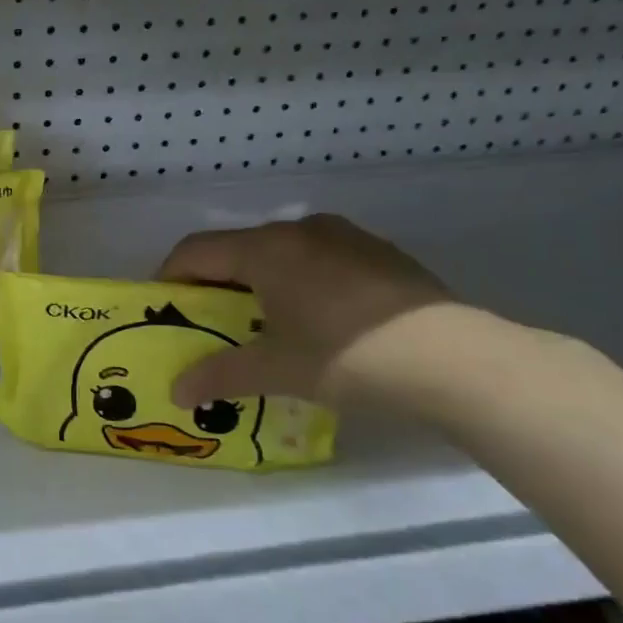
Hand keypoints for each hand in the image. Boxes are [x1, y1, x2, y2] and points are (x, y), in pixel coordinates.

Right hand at [157, 214, 449, 406]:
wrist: (457, 360)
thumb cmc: (347, 357)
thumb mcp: (275, 371)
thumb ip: (218, 376)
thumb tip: (175, 393)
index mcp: (265, 249)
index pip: (195, 251)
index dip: (170, 278)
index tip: (165, 310)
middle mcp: (300, 229)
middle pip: (237, 249)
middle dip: (216, 283)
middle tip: (212, 323)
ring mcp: (345, 237)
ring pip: (281, 252)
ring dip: (260, 281)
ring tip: (267, 323)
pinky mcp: (380, 253)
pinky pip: (320, 259)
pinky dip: (301, 281)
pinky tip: (320, 321)